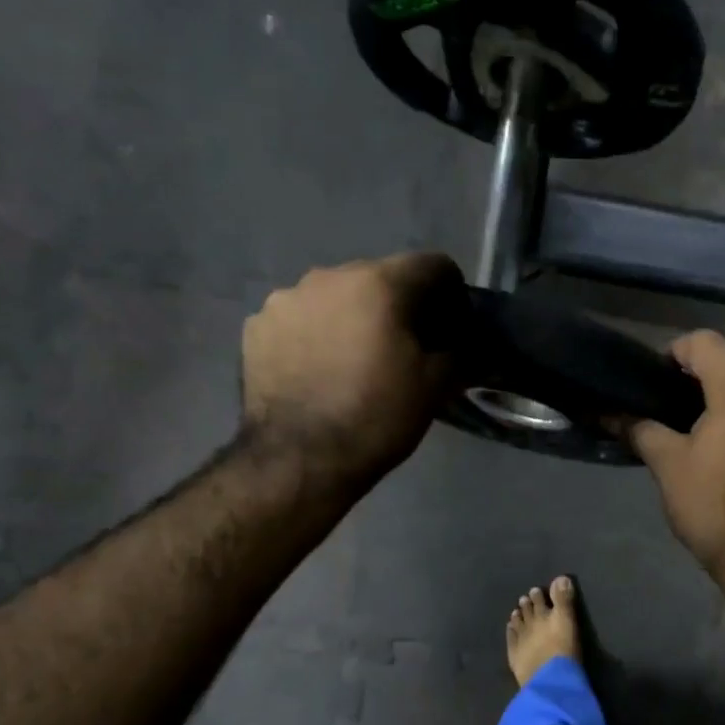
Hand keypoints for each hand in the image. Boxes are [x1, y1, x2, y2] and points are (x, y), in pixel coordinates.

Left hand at [240, 253, 460, 483]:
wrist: (300, 460)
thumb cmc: (377, 417)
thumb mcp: (436, 387)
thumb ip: (460, 352)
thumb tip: (467, 343)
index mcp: (379, 283)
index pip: (433, 264)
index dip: (451, 292)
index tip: (451, 326)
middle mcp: (329, 276)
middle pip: (380, 277)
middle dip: (398, 304)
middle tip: (404, 347)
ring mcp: (286, 299)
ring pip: (336, 296)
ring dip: (353, 317)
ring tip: (355, 361)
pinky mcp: (256, 326)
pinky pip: (300, 318)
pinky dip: (316, 334)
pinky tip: (319, 370)